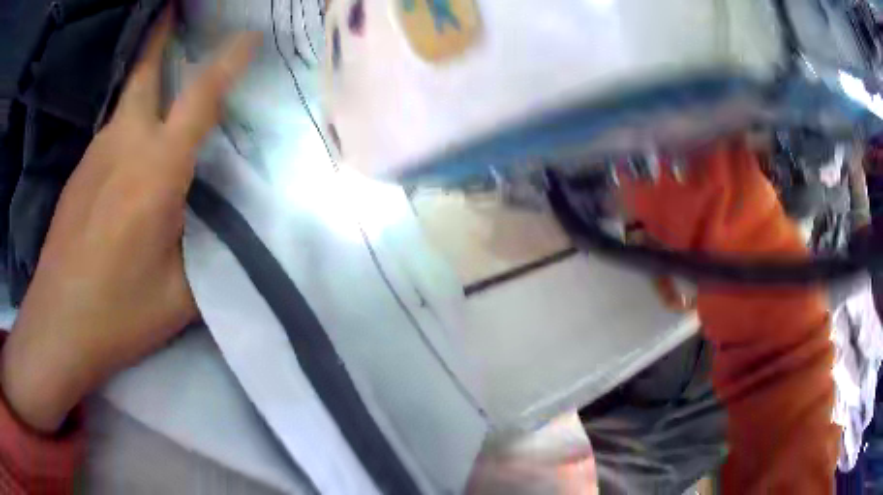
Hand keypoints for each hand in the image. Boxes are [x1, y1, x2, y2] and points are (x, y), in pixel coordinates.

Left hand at [1, 12, 258, 432]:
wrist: (58, 327)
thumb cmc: (120, 313)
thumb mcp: (181, 293)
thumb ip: (210, 248)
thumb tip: (229, 220)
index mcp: (155, 171)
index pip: (200, 97)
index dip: (227, 61)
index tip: (247, 35)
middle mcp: (122, 147)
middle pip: (143, 74)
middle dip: (161, 38)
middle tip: (176, 12)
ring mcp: (93, 158)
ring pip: (125, 105)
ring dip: (146, 85)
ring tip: (165, 85)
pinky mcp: (78, 177)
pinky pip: (110, 136)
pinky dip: (127, 126)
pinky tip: (131, 153)